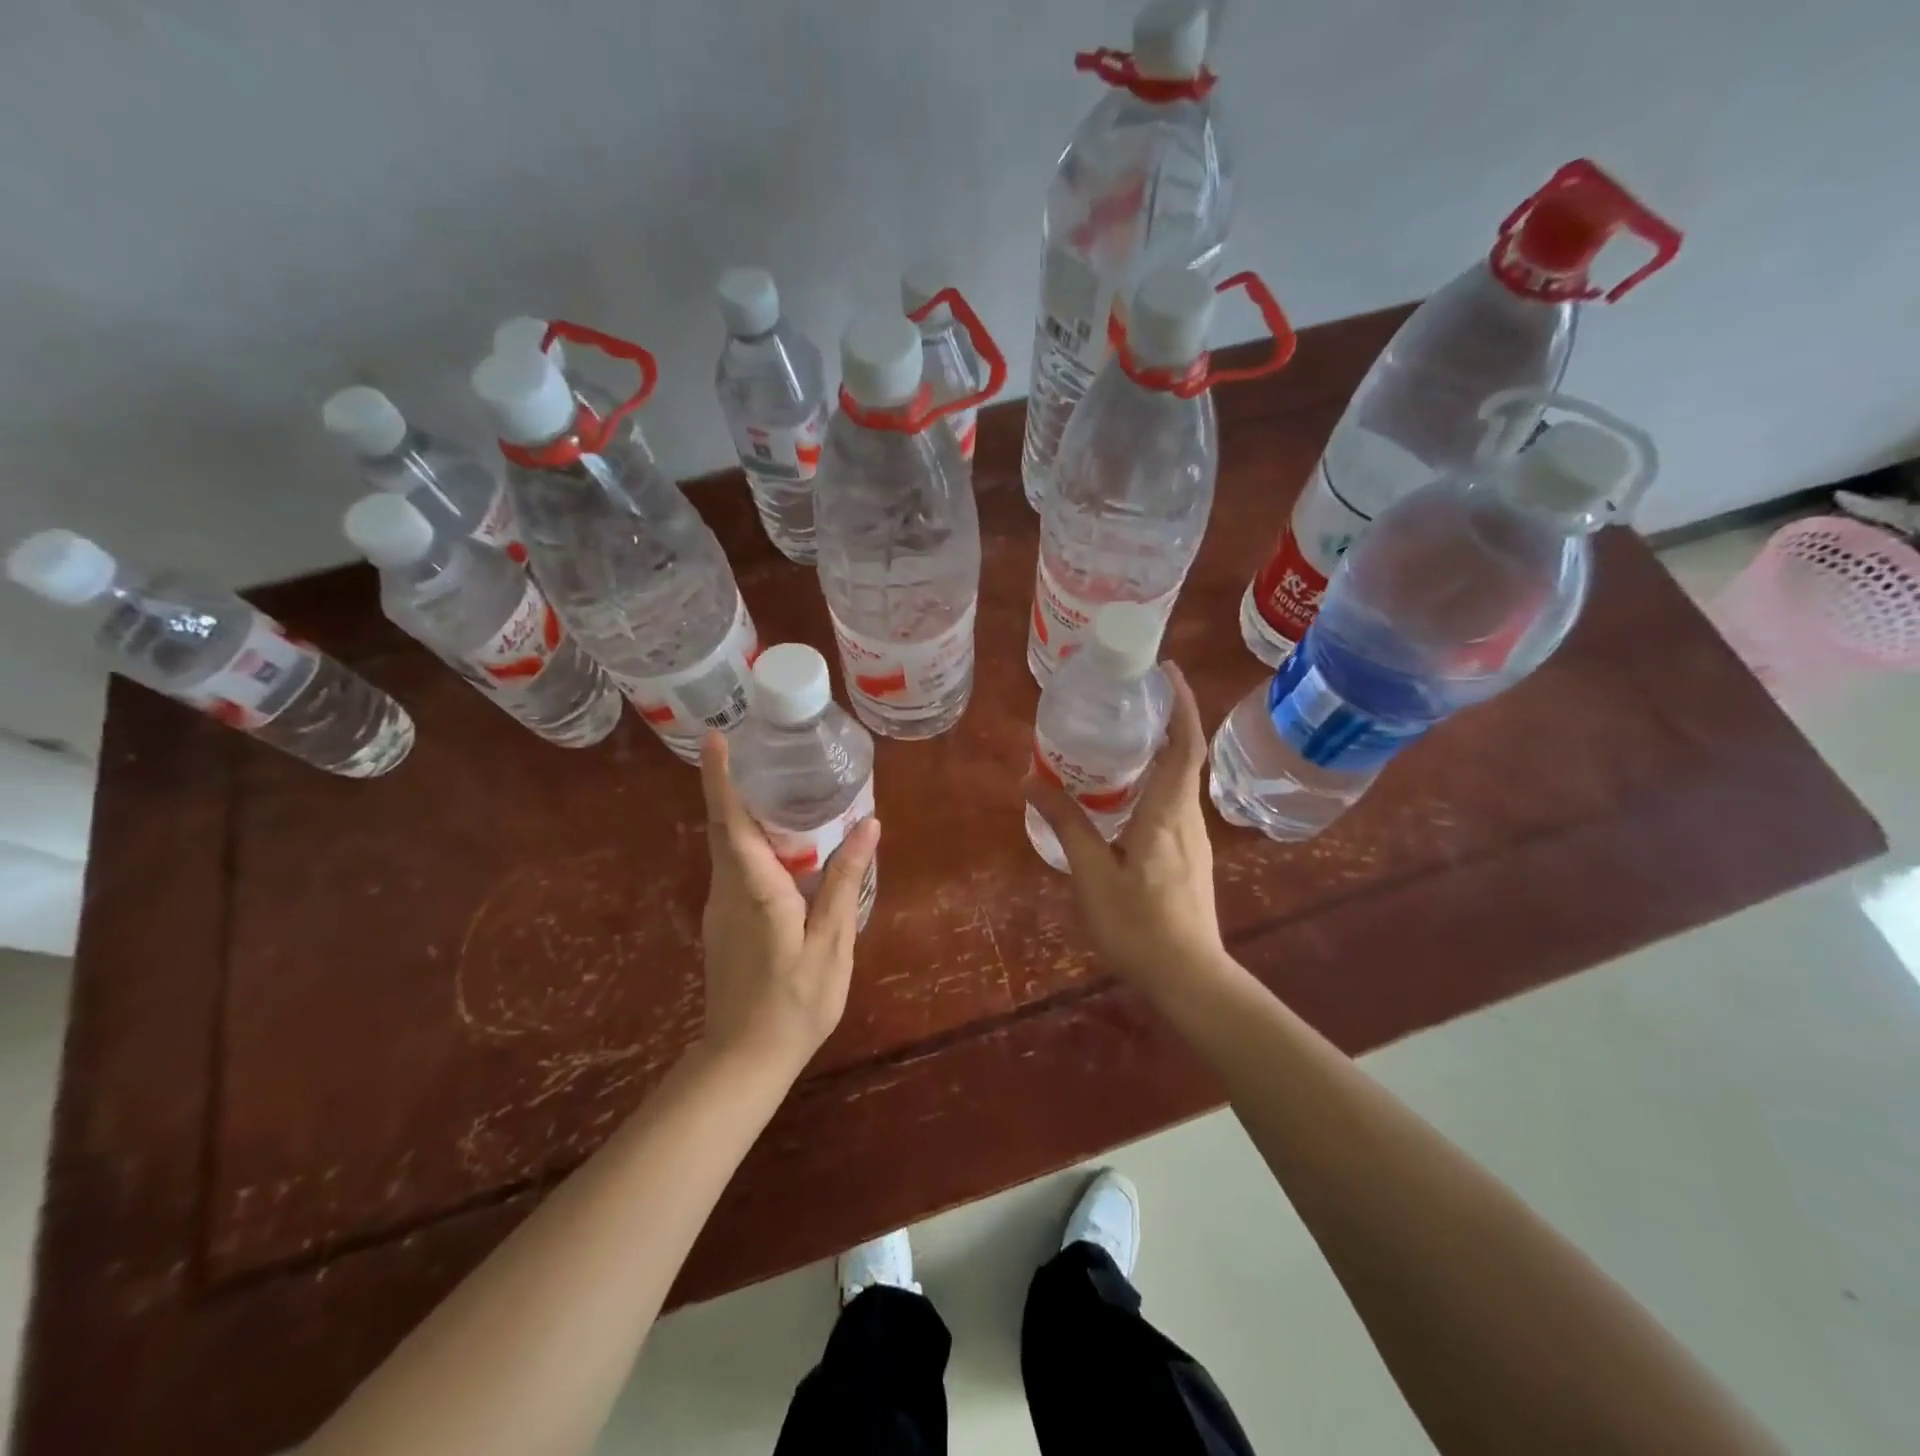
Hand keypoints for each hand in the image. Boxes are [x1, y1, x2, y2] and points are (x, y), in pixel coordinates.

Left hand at [697, 732, 880, 1069]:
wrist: (745, 1058)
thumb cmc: (795, 1002)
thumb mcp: (831, 943)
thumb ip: (844, 882)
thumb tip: (868, 824)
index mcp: (755, 889)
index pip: (732, 822)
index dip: (722, 778)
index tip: (716, 737)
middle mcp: (727, 889)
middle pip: (724, 825)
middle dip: (732, 782)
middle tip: (759, 746)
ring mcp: (719, 906)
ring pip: (727, 845)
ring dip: (744, 810)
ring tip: (778, 782)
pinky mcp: (723, 920)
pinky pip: (734, 865)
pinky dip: (751, 839)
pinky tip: (783, 841)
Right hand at [1024, 662, 1230, 1002]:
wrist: (1189, 979)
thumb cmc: (1139, 925)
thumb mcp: (1093, 874)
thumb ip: (1067, 825)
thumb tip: (1032, 780)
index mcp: (1168, 813)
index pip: (1185, 744)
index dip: (1181, 704)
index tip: (1167, 670)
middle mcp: (1187, 817)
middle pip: (1186, 756)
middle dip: (1168, 719)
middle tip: (1131, 696)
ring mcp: (1193, 839)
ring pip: (1181, 781)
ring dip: (1162, 751)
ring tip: (1123, 737)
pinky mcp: (1189, 857)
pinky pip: (1175, 803)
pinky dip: (1157, 782)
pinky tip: (1127, 795)